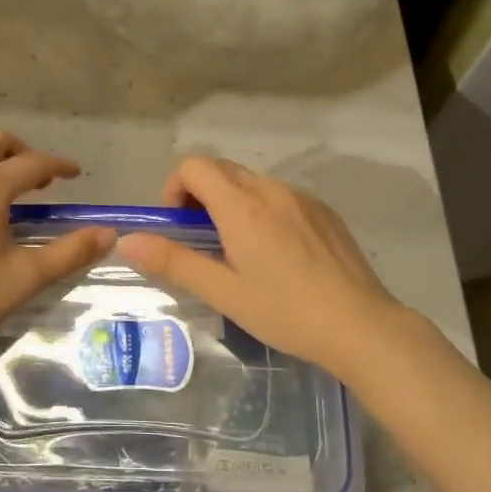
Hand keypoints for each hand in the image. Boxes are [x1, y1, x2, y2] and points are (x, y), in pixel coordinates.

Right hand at [117, 156, 424, 380]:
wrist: (361, 325)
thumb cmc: (285, 311)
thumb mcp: (224, 292)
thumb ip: (174, 262)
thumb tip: (129, 240)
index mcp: (241, 206)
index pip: (195, 166)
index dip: (176, 187)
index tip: (178, 225)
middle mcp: (271, 189)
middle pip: (222, 169)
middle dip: (200, 195)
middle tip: (202, 240)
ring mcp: (302, 197)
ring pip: (252, 182)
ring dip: (232, 203)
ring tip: (241, 251)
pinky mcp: (324, 211)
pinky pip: (281, 196)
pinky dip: (264, 210)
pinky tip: (279, 255)